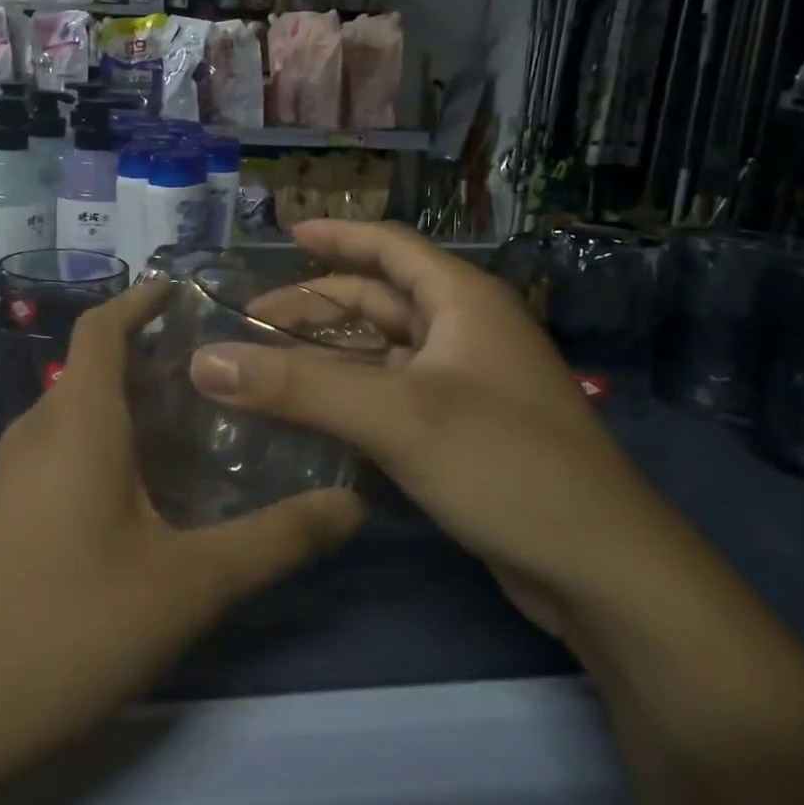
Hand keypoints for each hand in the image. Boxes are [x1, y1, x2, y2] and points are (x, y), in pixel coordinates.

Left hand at [0, 281, 364, 778]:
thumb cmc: (67, 626)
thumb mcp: (188, 586)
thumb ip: (274, 541)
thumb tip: (352, 505)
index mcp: (77, 421)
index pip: (102, 327)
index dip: (139, 298)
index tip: (181, 288)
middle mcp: (37, 432)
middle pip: (92, 368)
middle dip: (148, 356)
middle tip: (217, 371)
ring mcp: (8, 475)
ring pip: (75, 413)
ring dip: (126, 404)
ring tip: (190, 425)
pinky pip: (58, 452)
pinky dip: (102, 444)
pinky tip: (139, 493)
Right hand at [187, 220, 676, 637]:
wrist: (600, 569)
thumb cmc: (503, 464)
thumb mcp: (394, 417)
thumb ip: (296, 387)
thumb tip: (203, 361)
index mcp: (462, 301)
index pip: (390, 247)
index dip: (338, 236)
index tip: (285, 234)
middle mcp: (464, 332)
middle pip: (377, 302)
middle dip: (314, 308)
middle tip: (250, 324)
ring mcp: (464, 385)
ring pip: (380, 354)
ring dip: (325, 358)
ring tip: (264, 368)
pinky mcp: (460, 432)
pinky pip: (389, 397)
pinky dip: (347, 398)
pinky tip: (307, 416)